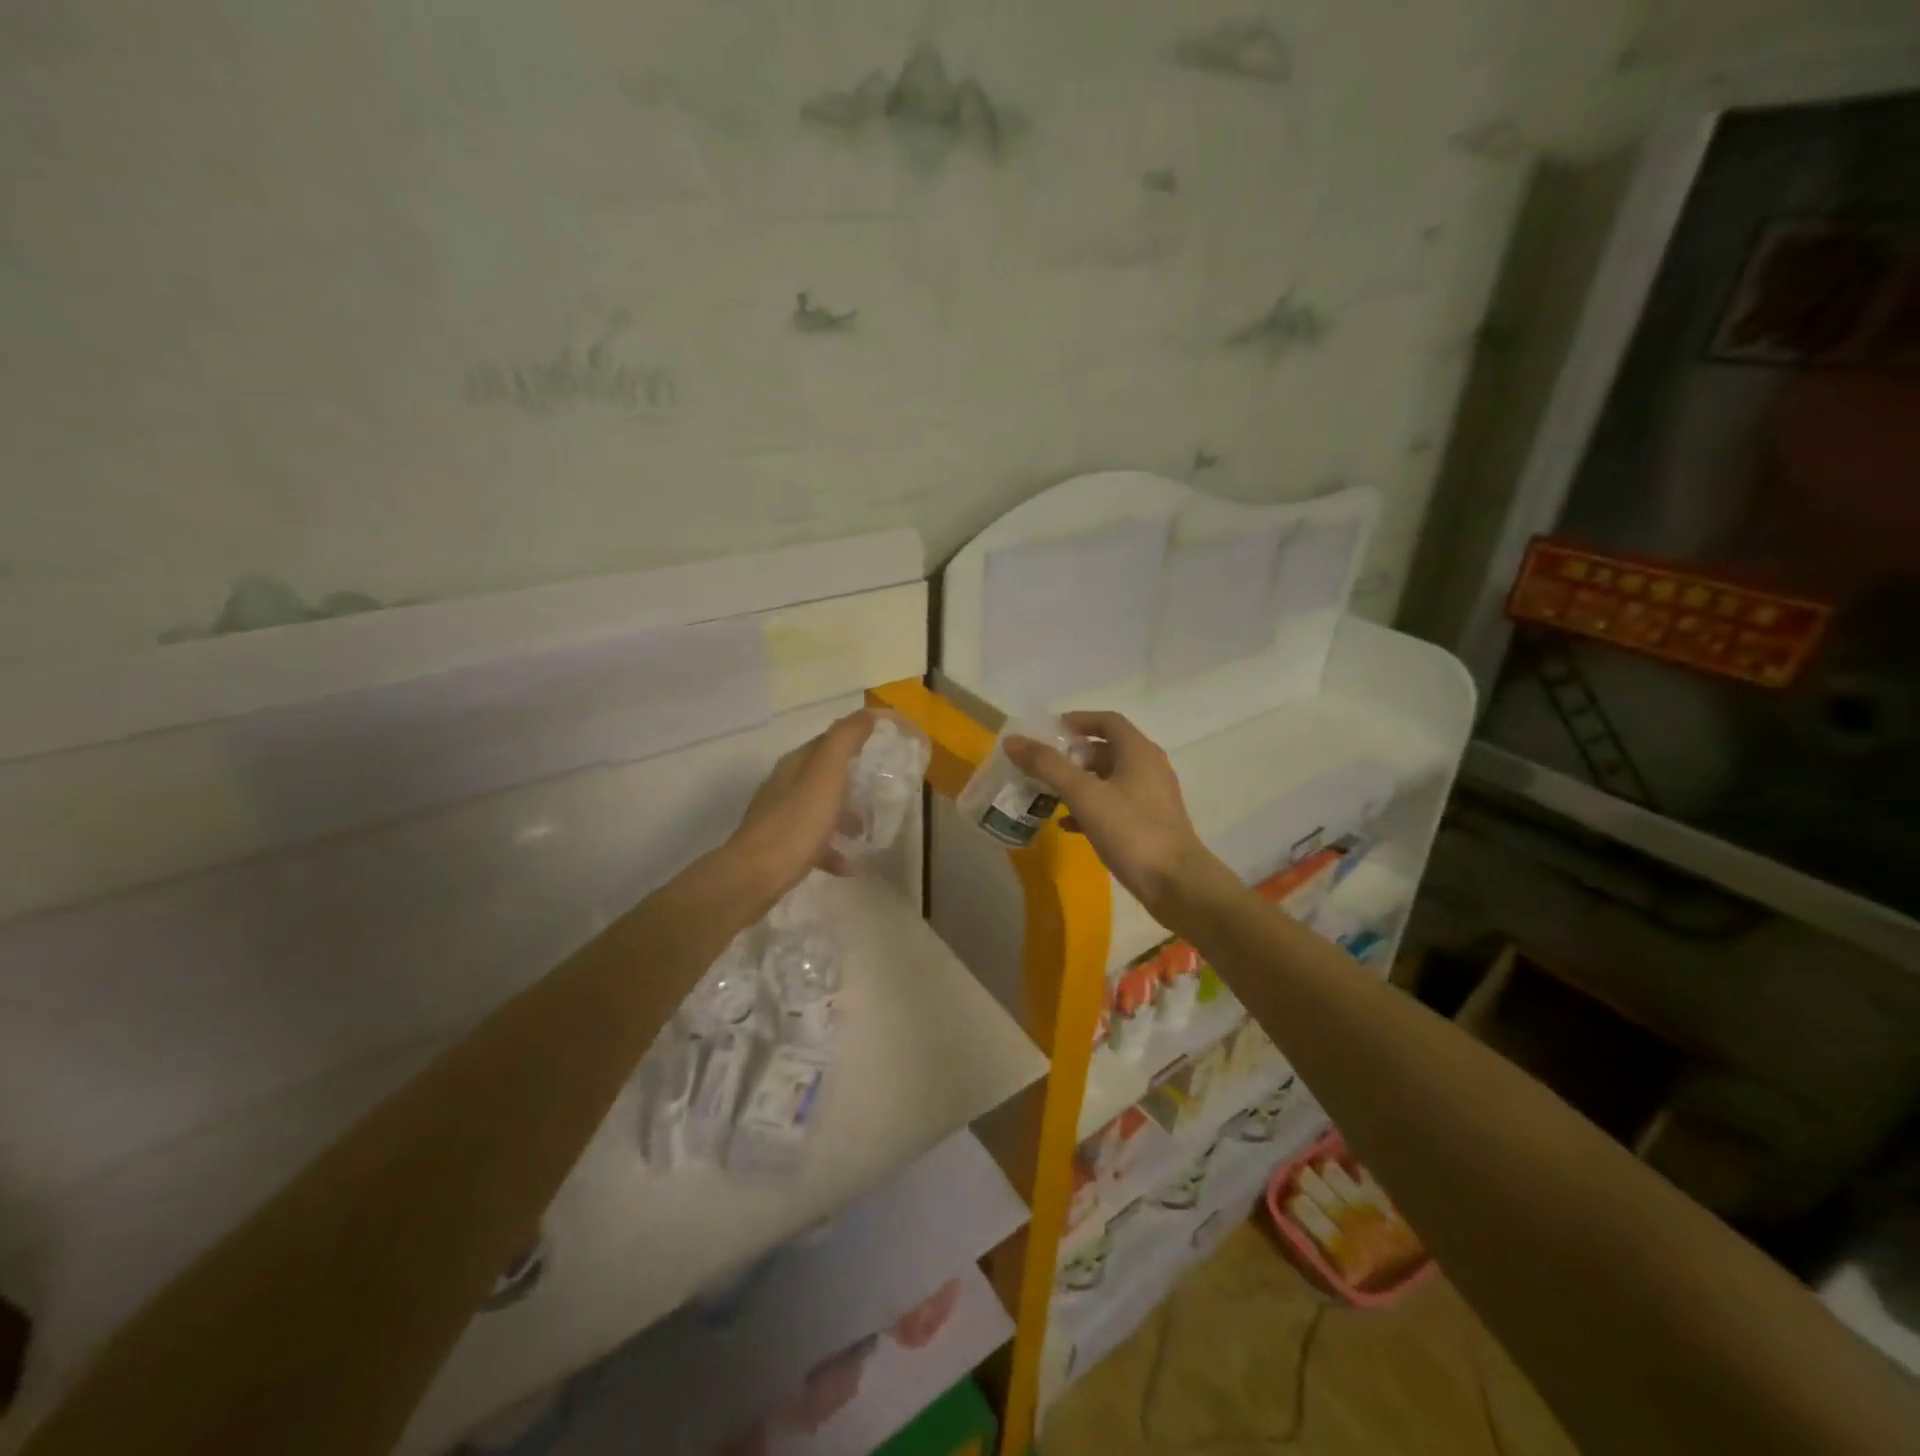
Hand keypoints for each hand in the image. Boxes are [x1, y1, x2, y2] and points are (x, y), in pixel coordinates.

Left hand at [725, 710, 874, 907]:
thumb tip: (868, 713)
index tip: (887, 742)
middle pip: (825, 774)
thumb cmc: (796, 823)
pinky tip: (849, 866)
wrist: (754, 876)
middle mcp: (786, 785)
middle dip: (853, 778)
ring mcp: (780, 817)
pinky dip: (832, 849)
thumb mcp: (826, 774)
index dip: (858, 736)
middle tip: (881, 788)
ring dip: (845, 816)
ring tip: (866, 832)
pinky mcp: (780, 847)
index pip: (831, 739)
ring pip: (819, 808)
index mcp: (797, 764)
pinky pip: (813, 842)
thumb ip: (846, 740)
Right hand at [1005, 711, 1224, 921]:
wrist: (1176, 884)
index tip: (1048, 731)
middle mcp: (1148, 768)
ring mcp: (1151, 798)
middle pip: (1106, 749)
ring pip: (1108, 780)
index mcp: (1138, 751)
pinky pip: (1113, 806)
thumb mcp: (1084, 795)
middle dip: (1073, 755)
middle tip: (1042, 765)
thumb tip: (1013, 740)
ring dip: (1079, 783)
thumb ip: (1048, 766)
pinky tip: (1067, 825)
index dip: (1077, 721)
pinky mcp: (1148, 824)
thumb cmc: (1131, 831)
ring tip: (1048, 794)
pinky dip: (1089, 808)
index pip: (1107, 721)